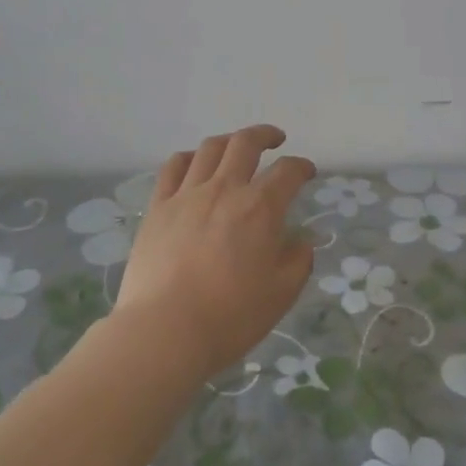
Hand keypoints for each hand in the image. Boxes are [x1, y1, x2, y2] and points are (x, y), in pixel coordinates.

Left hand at [111, 125, 317, 379]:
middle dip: (265, 135)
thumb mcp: (282, 293)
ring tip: (235, 148)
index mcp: (260, 208)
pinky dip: (188, 158)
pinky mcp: (158, 207)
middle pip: (245, 143)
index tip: (307, 172)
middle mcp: (225, 189)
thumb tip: (300, 240)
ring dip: (228, 141)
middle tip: (275, 140)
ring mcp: (187, 195)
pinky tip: (193, 164)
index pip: (288, 171)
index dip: (302, 167)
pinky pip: (173, 168)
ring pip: (209, 149)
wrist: (165, 330)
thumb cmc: (231, 316)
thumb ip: (298, 260)